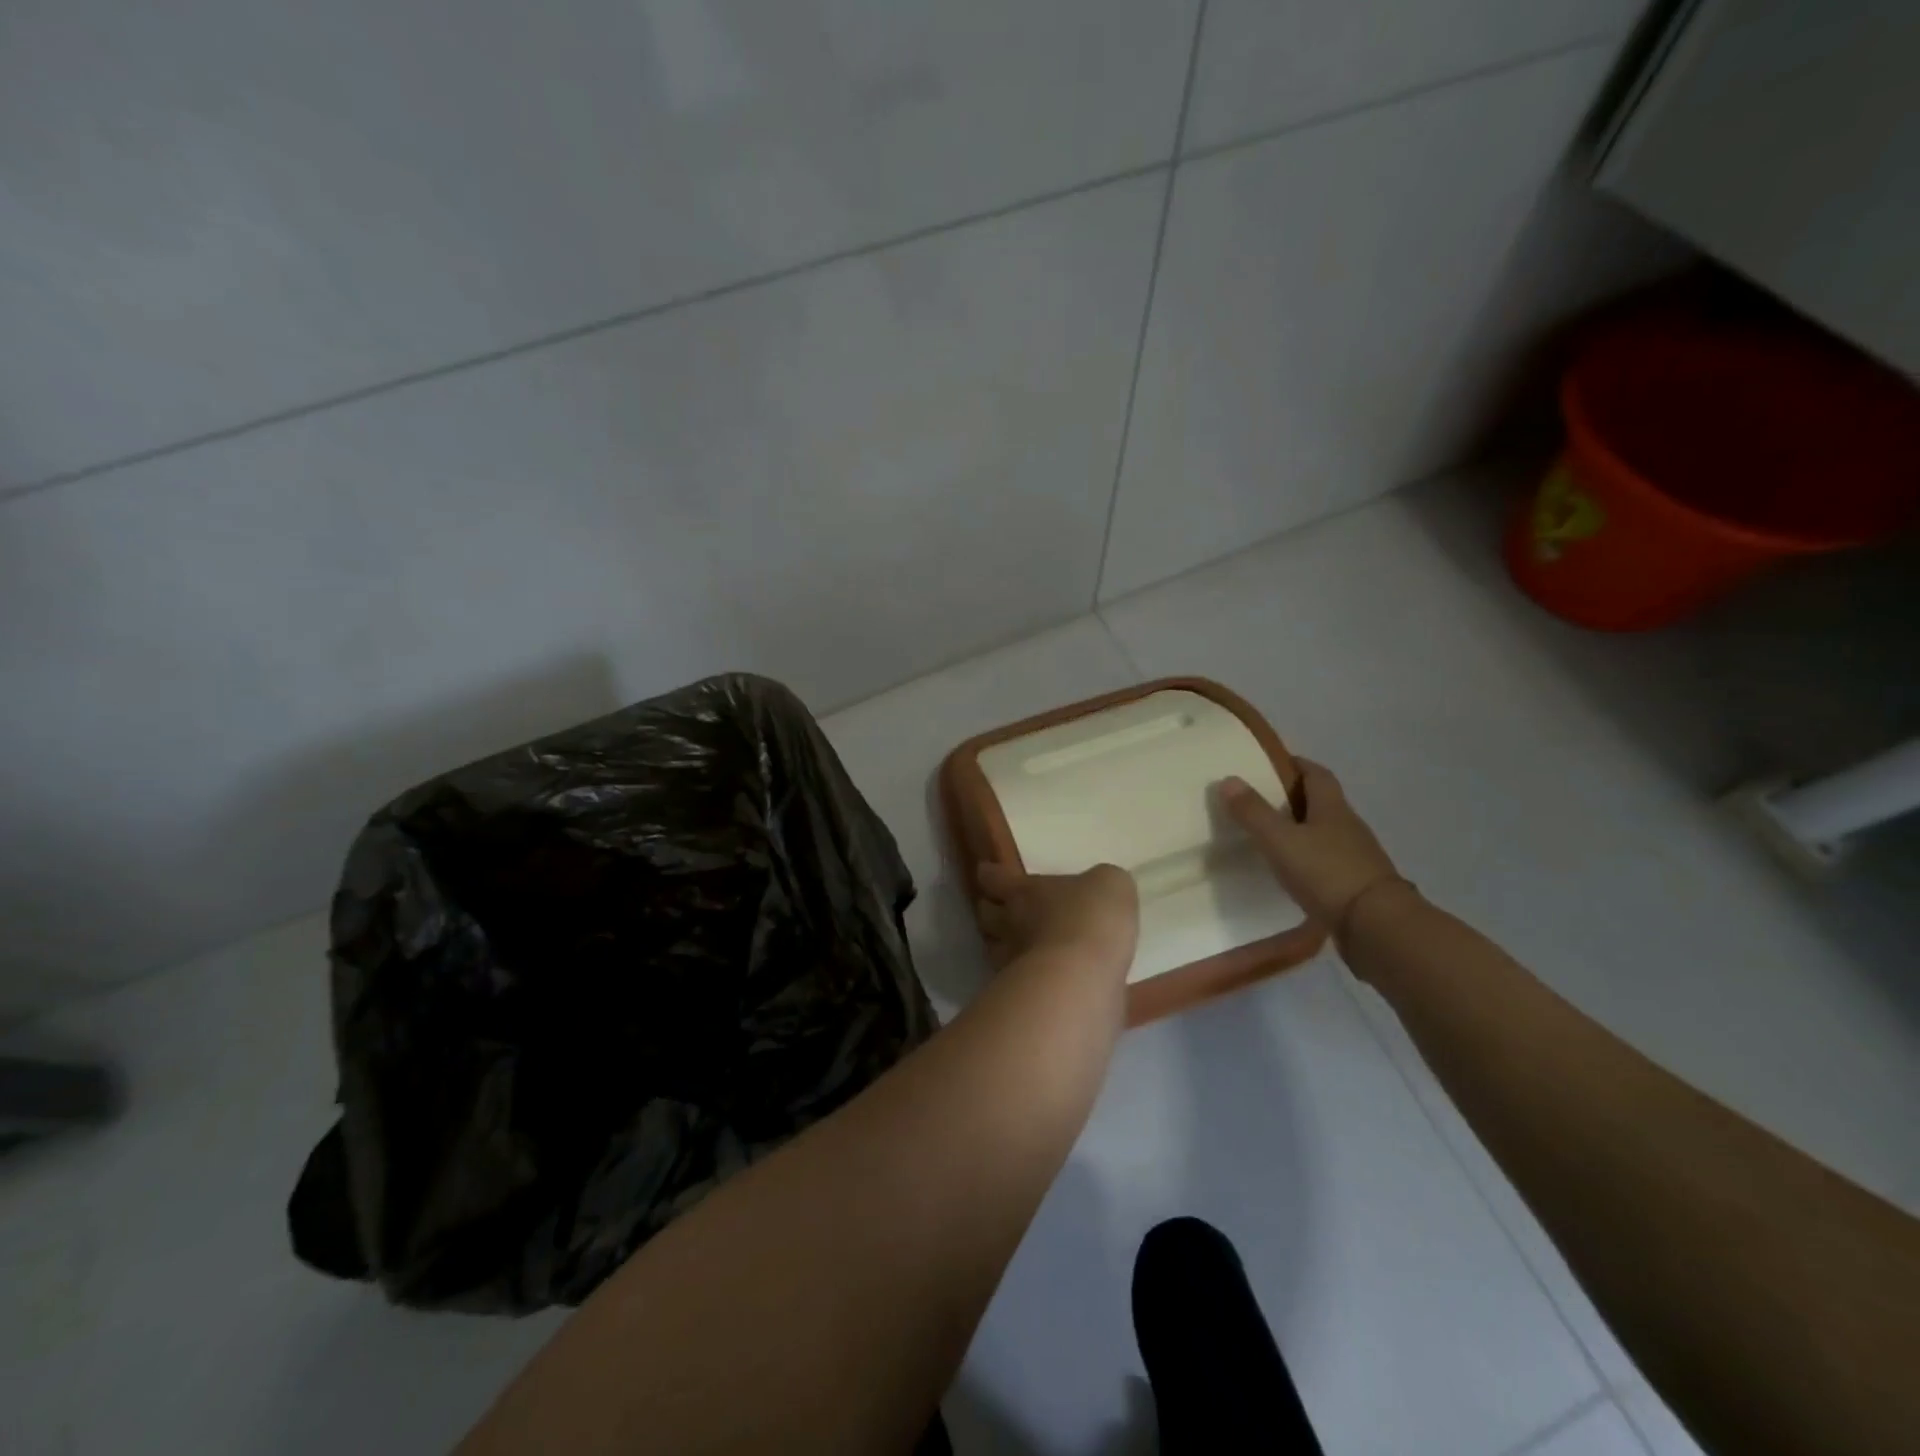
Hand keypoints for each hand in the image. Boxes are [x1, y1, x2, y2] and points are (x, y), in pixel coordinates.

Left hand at [975, 862, 1138, 975]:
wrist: (1085, 977)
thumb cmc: (1091, 916)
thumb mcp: (1109, 884)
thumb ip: (1100, 884)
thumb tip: (1100, 889)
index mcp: (1024, 892)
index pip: (995, 878)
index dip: (991, 874)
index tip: (986, 872)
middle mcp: (1010, 924)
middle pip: (986, 916)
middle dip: (991, 912)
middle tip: (1002, 910)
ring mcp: (1013, 964)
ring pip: (995, 952)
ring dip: (1003, 948)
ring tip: (1019, 949)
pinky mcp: (1026, 998)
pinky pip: (1020, 984)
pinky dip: (1028, 981)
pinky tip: (1047, 981)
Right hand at [1216, 761, 1404, 931]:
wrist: (1376, 927)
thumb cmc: (1326, 873)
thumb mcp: (1281, 840)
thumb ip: (1253, 812)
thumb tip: (1228, 779)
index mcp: (1333, 808)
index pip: (1317, 774)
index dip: (1296, 764)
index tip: (1272, 763)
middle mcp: (1349, 826)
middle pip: (1322, 802)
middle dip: (1295, 797)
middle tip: (1261, 799)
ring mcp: (1357, 856)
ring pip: (1326, 832)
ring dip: (1302, 829)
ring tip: (1271, 836)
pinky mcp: (1356, 884)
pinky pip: (1328, 861)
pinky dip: (1309, 858)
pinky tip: (1292, 870)